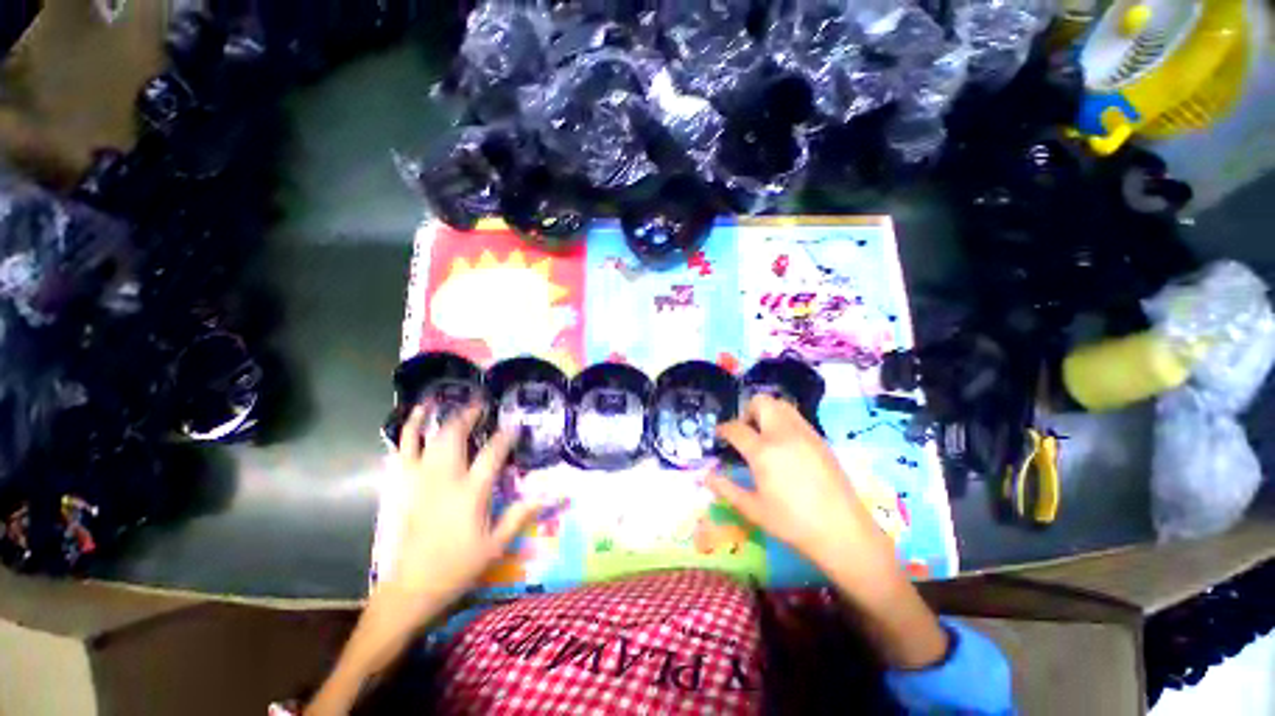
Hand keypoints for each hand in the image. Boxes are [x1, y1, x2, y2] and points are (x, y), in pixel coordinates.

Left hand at [380, 403, 540, 619]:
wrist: (411, 588)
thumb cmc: (458, 566)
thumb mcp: (496, 545)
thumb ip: (520, 515)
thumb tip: (549, 494)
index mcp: (470, 493)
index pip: (492, 454)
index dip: (506, 436)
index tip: (515, 425)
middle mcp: (444, 479)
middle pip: (455, 436)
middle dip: (470, 416)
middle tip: (483, 405)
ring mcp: (420, 480)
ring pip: (428, 438)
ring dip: (440, 417)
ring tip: (448, 400)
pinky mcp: (404, 486)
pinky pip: (403, 450)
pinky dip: (409, 430)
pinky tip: (415, 416)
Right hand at [708, 394, 885, 573]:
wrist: (842, 531)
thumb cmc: (792, 523)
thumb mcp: (753, 509)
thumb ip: (726, 488)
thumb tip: (706, 476)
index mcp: (763, 451)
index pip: (736, 428)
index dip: (723, 429)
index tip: (720, 435)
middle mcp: (783, 434)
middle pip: (761, 402)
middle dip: (747, 411)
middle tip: (745, 432)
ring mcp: (805, 434)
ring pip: (781, 405)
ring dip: (767, 412)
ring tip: (764, 436)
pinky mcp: (820, 439)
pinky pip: (796, 417)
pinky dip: (783, 420)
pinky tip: (785, 445)